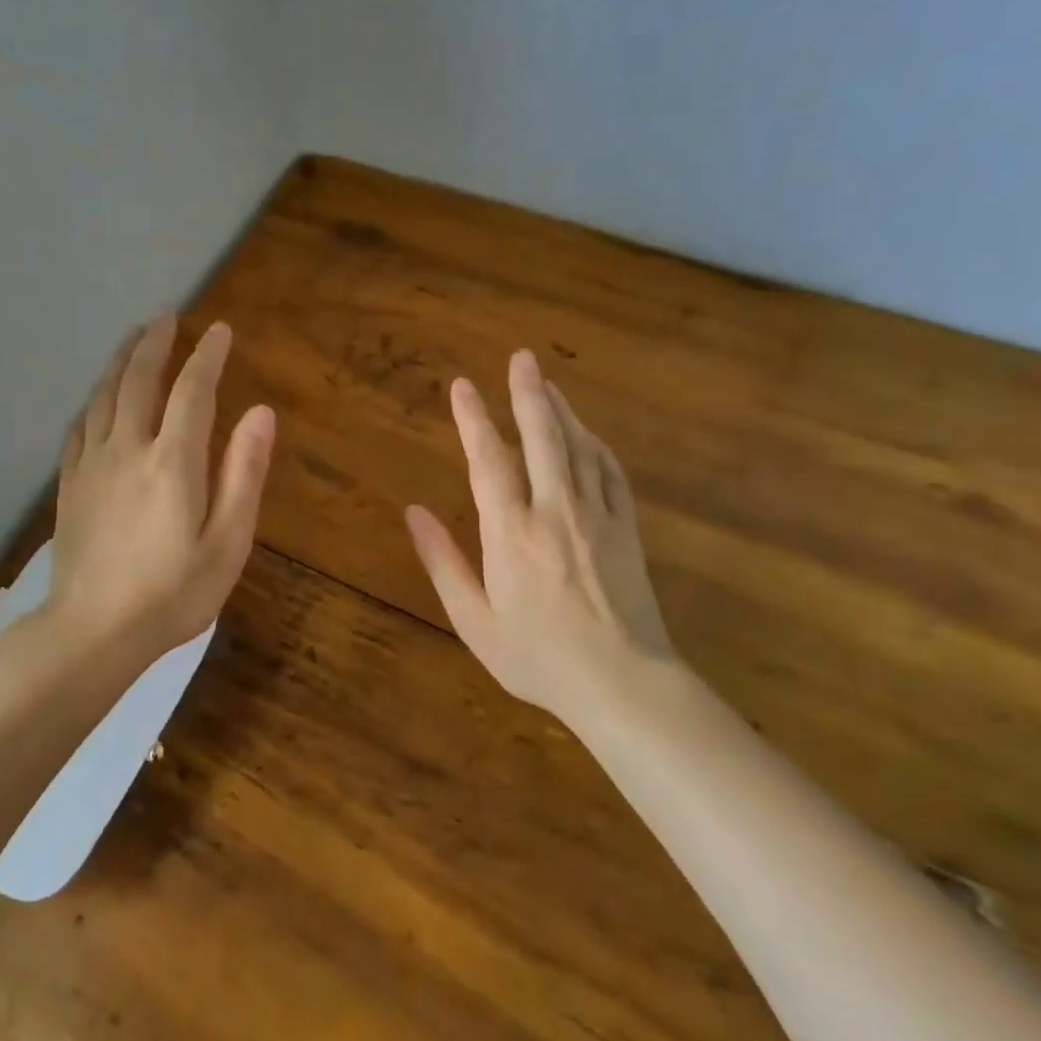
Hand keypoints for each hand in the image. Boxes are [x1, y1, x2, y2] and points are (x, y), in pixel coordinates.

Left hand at [49, 315, 274, 665]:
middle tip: (168, 317)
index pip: (192, 391)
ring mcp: (91, 465)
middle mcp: (127, 449)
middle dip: (156, 343)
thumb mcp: (227, 542)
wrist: (93, 632)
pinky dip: (93, 400)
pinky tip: (97, 398)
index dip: (207, 356)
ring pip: (103, 395)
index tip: (219, 331)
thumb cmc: (172, 594)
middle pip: (138, 380)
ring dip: (120, 360)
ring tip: (134, 339)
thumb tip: (260, 412)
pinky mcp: (69, 486)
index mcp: (172, 462)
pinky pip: (79, 426)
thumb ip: (243, 474)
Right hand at [405, 349, 676, 719]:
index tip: (462, 386)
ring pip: (579, 447)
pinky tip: (587, 434)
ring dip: (561, 410)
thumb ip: (443, 562)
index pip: (488, 461)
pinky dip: (595, 444)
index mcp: (512, 534)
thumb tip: (413, 513)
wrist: (623, 683)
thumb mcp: (474, 621)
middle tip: (520, 357)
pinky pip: (610, 471)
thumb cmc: (538, 658)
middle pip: (542, 438)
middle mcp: (555, 511)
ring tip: (545, 382)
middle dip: (527, 394)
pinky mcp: (626, 528)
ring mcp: (597, 516)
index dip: (474, 420)